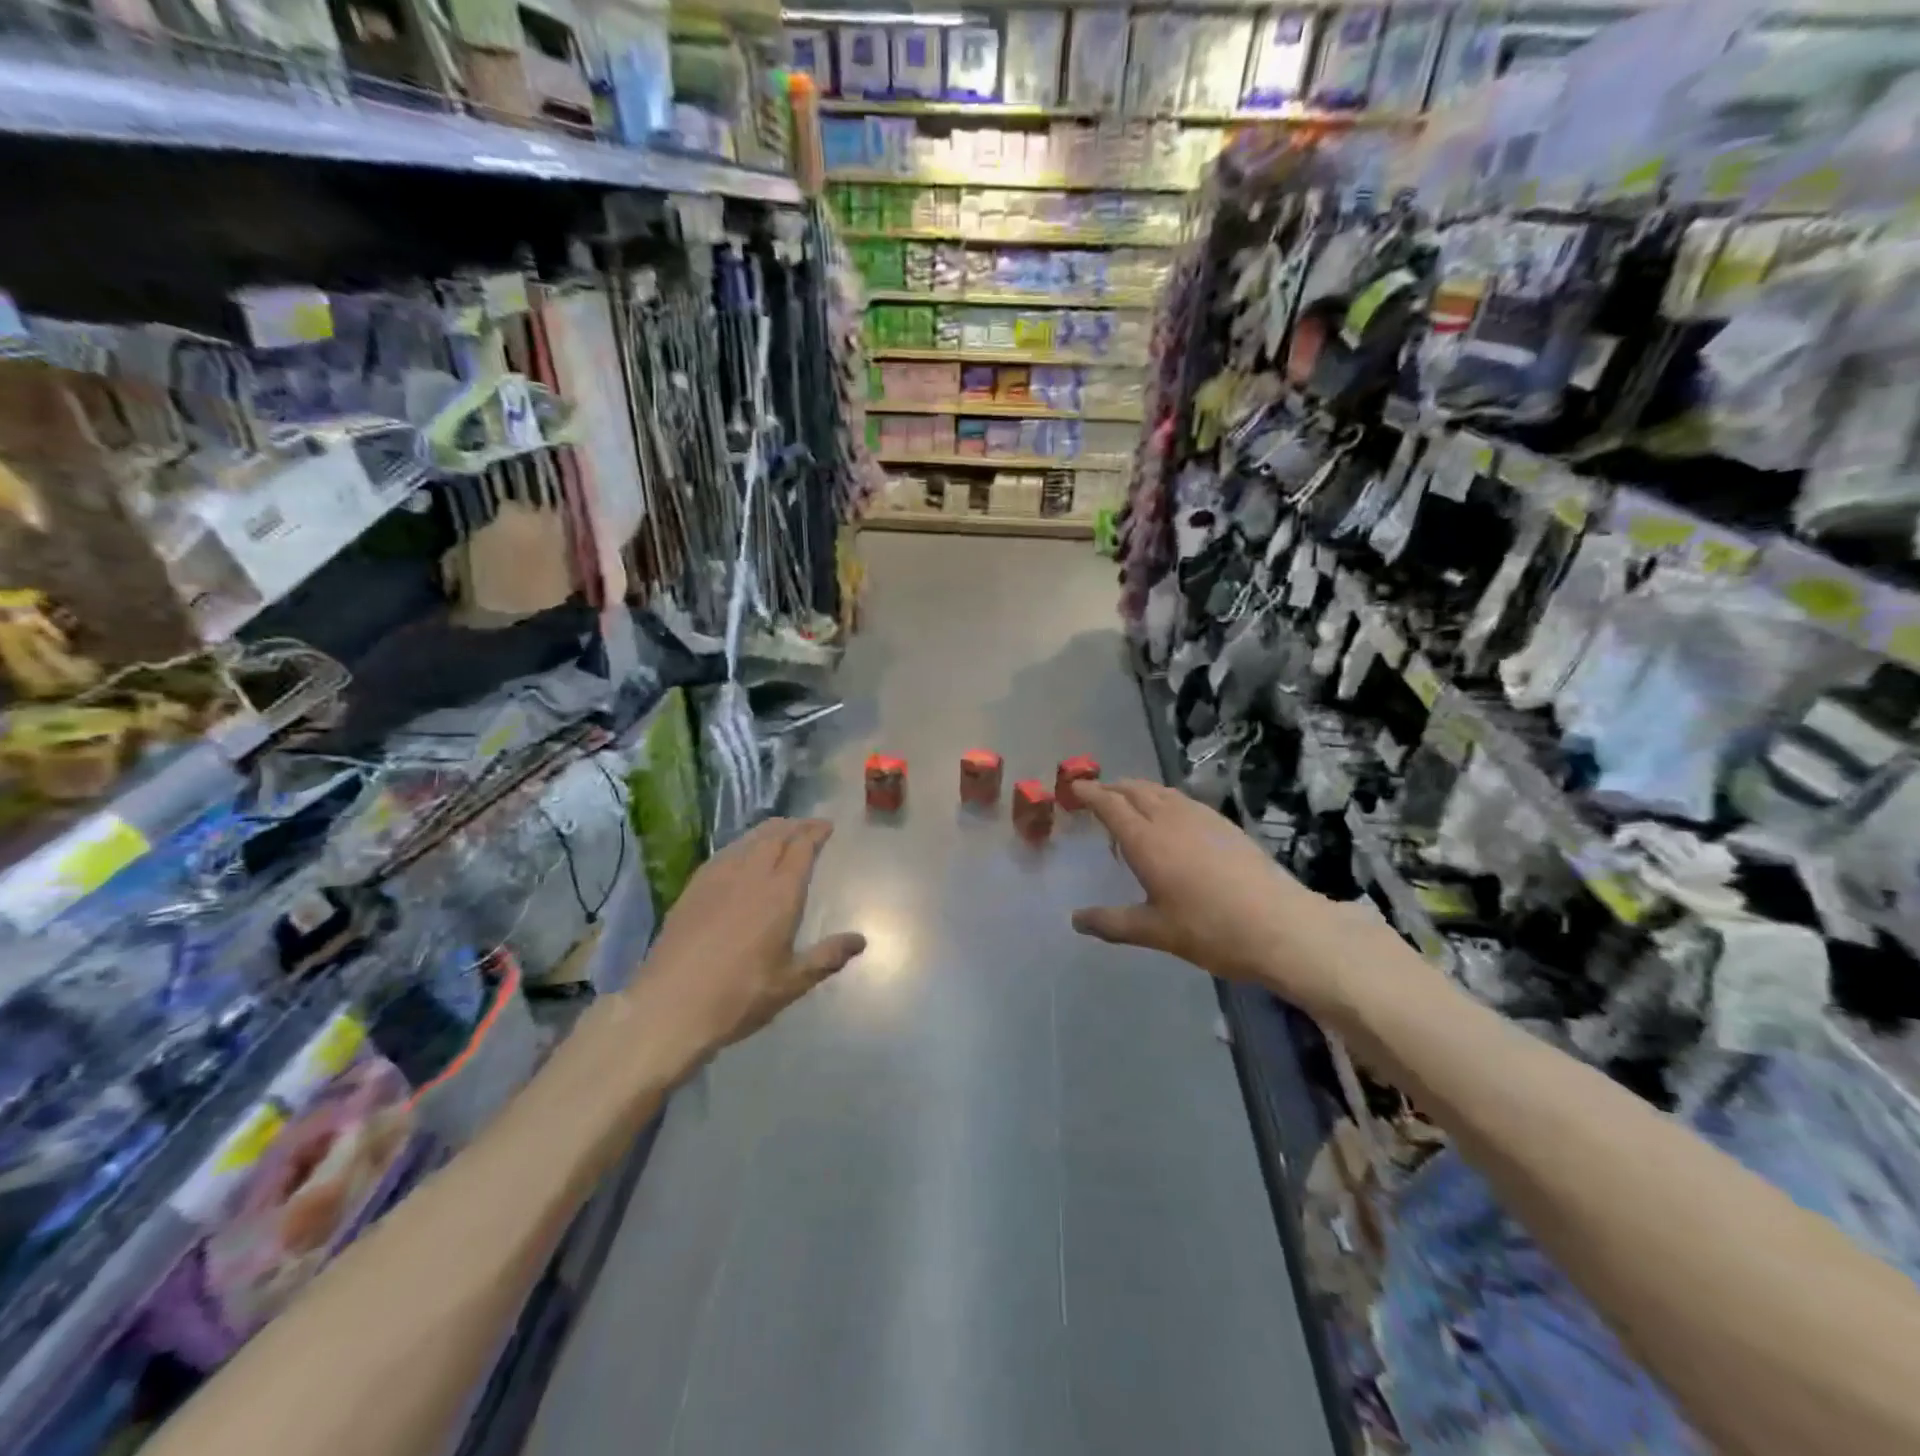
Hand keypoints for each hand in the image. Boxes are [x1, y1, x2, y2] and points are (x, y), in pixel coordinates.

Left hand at [626, 818, 864, 1066]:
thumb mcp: (791, 982)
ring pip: (748, 840)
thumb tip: (860, 940)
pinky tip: (742, 855)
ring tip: (780, 832)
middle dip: (795, 825)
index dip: (815, 832)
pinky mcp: (693, 888)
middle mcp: (750, 875)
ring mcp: (717, 878)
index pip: (801, 847)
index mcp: (780, 893)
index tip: (827, 826)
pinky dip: (743, 844)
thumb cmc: (739, 996)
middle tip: (808, 826)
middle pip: (775, 835)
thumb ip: (827, 957)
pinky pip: (725, 853)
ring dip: (769, 830)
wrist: (669, 1007)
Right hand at [1070, 780, 1409, 1022]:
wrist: (1281, 926)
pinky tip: (1170, 819)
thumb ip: (1112, 923)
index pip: (1110, 805)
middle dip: (1112, 788)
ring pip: (1161, 791)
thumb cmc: (1210, 930)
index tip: (1074, 788)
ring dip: (1138, 791)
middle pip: (1134, 790)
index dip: (1090, 793)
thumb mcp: (1155, 932)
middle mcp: (1170, 819)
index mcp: (1146, 841)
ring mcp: (1202, 818)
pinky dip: (1163, 799)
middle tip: (1096, 796)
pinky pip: (1183, 799)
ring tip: (1129, 805)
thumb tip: (1075, 920)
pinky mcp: (1225, 824)